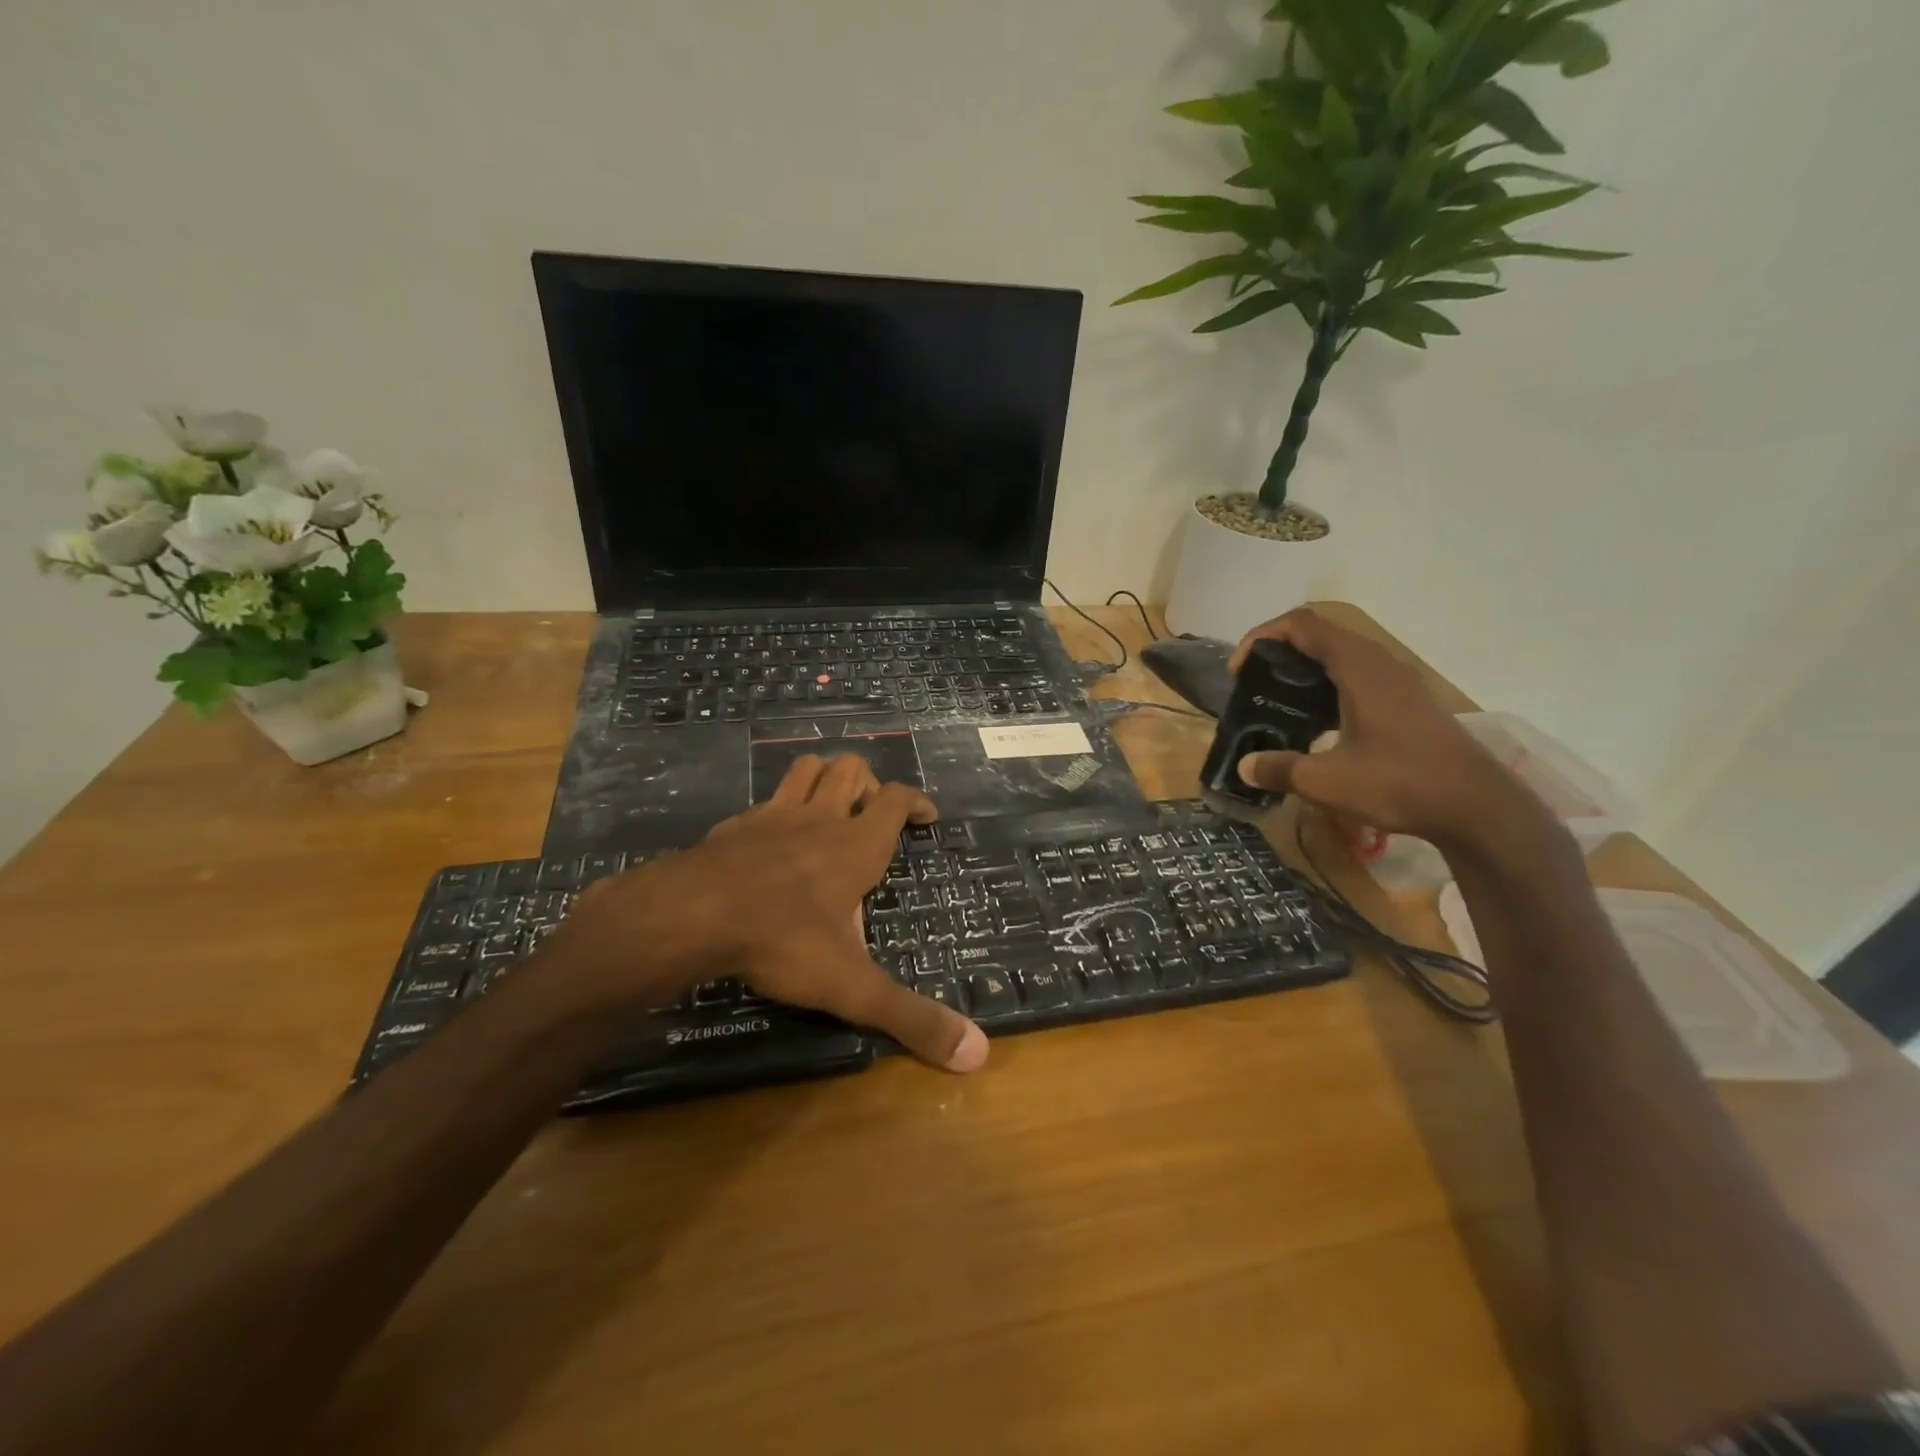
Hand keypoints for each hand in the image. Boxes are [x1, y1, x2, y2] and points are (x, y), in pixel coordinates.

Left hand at [543, 754, 987, 1071]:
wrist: (690, 916)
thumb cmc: (783, 941)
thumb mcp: (853, 987)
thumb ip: (912, 1018)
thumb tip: (978, 1054)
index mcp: (857, 846)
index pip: (896, 798)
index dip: (917, 801)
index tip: (928, 816)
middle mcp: (819, 820)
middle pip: (851, 768)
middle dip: (867, 782)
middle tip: (871, 815)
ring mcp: (772, 816)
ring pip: (806, 768)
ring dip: (824, 777)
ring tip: (830, 805)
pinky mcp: (733, 825)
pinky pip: (764, 800)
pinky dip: (777, 808)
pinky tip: (771, 838)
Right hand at [1228, 608, 1549, 849]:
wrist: (1477, 808)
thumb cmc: (1399, 783)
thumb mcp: (1325, 781)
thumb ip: (1279, 769)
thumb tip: (1244, 766)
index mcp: (1358, 667)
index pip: (1301, 624)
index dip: (1262, 637)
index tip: (1240, 671)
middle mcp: (1380, 663)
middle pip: (1320, 635)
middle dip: (1279, 653)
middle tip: (1254, 686)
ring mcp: (1399, 682)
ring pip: (1341, 656)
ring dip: (1305, 670)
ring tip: (1279, 703)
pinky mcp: (1409, 702)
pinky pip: (1358, 676)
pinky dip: (1328, 687)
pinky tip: (1318, 724)